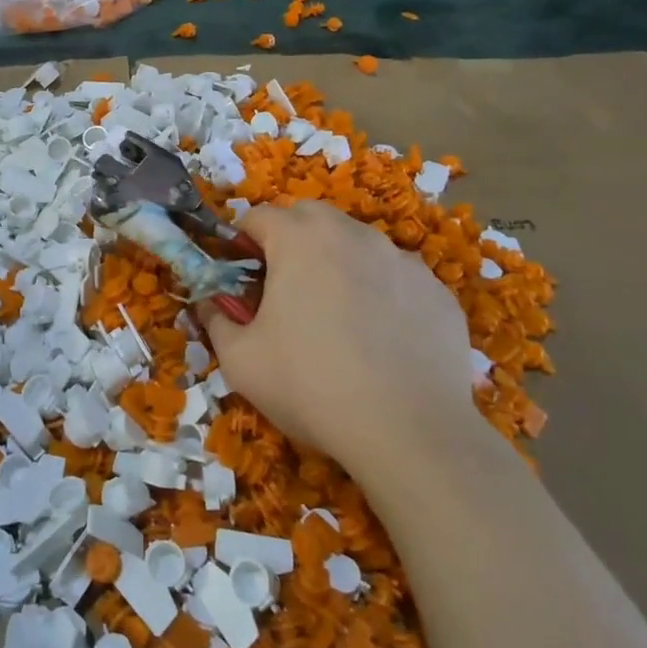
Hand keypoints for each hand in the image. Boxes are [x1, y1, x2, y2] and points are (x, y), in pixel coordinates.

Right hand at [199, 202, 490, 475]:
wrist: (408, 431)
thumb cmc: (310, 385)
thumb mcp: (241, 360)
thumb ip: (216, 320)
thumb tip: (209, 303)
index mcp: (300, 239)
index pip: (259, 216)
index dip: (242, 242)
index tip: (240, 276)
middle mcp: (353, 234)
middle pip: (311, 217)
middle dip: (291, 240)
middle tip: (285, 289)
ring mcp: (402, 260)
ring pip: (358, 244)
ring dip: (338, 264)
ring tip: (337, 318)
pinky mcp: (437, 291)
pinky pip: (397, 278)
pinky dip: (382, 294)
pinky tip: (381, 340)